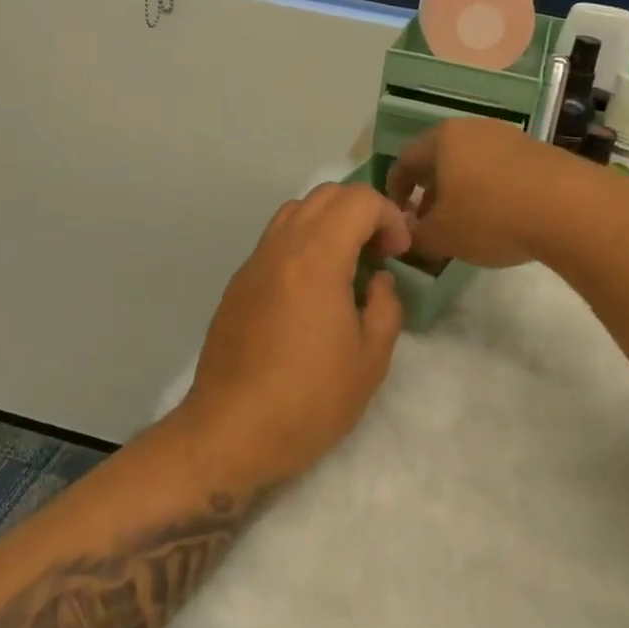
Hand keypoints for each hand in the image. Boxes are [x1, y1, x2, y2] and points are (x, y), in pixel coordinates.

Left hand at [177, 182, 412, 485]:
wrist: (230, 432)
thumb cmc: (309, 399)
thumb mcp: (370, 360)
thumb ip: (385, 307)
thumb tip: (378, 282)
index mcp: (317, 258)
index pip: (358, 200)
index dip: (389, 217)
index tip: (398, 254)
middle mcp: (281, 247)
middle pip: (324, 195)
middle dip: (361, 212)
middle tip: (377, 254)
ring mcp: (253, 264)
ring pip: (293, 213)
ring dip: (327, 224)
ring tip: (344, 268)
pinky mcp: (237, 285)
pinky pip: (274, 242)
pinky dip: (301, 245)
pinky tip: (310, 293)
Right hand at [386, 117, 582, 267]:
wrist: (570, 208)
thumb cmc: (491, 216)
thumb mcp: (442, 236)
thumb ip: (415, 235)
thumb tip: (406, 233)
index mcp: (442, 139)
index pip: (405, 160)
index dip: (394, 189)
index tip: (397, 215)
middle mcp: (473, 128)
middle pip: (440, 158)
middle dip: (429, 191)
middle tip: (429, 221)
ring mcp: (509, 136)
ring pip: (472, 163)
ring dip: (461, 191)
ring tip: (465, 223)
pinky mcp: (539, 151)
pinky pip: (501, 170)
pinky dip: (491, 190)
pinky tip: (500, 217)